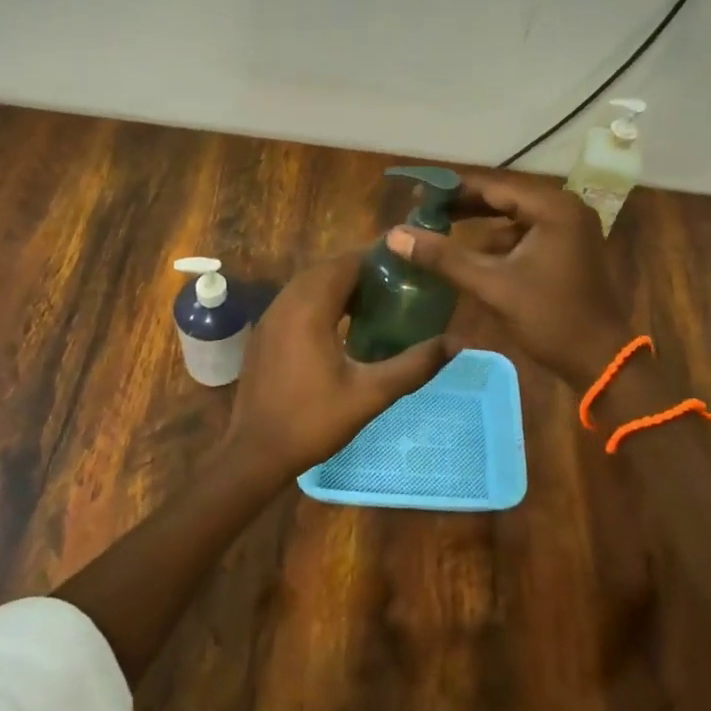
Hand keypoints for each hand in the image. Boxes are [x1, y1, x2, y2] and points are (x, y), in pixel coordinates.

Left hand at [224, 250, 449, 480]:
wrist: (255, 452)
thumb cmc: (313, 420)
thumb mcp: (371, 394)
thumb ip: (414, 365)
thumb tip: (456, 343)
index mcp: (310, 308)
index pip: (345, 263)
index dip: (376, 258)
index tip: (406, 264)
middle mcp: (286, 302)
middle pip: (327, 269)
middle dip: (360, 270)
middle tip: (396, 283)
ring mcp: (270, 317)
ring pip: (309, 283)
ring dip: (339, 284)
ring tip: (374, 300)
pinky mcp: (264, 333)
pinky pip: (296, 300)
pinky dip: (320, 299)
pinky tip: (341, 324)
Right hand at [388, 170, 630, 390]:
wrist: (600, 360)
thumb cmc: (550, 318)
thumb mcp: (492, 286)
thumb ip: (444, 257)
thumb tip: (396, 235)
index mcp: (553, 207)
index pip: (494, 186)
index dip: (453, 188)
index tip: (418, 191)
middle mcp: (565, 207)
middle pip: (504, 197)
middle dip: (464, 204)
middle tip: (424, 208)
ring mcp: (570, 227)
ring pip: (514, 215)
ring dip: (480, 222)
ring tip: (440, 226)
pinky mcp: (569, 246)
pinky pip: (526, 232)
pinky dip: (500, 239)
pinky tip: (473, 252)